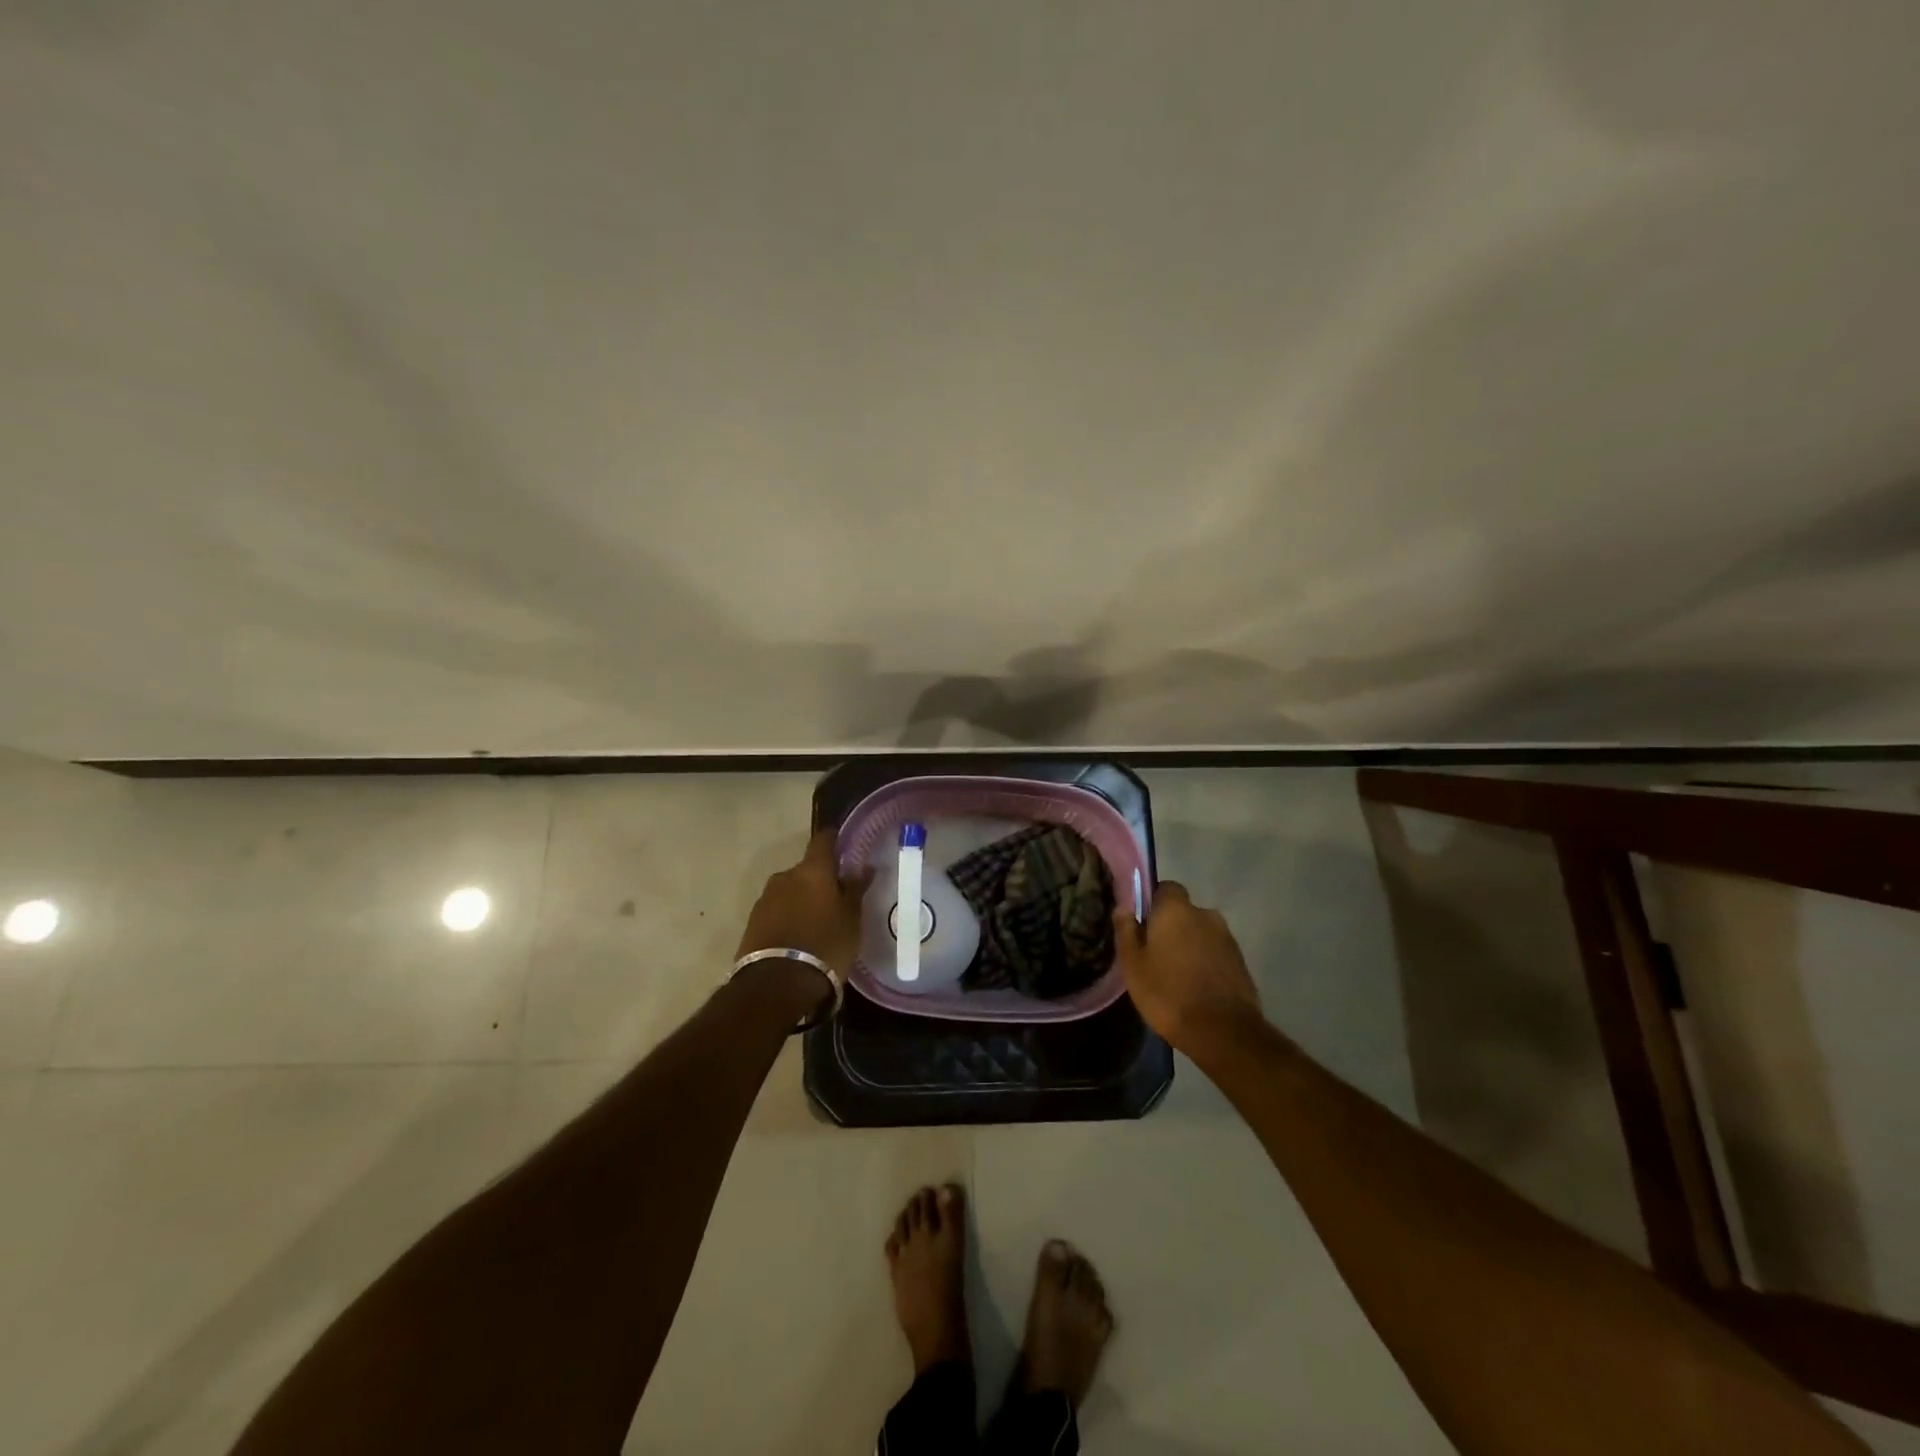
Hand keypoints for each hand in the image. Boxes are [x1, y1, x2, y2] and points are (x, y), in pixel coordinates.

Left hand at [737, 830, 874, 980]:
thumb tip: (864, 867)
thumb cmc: (825, 945)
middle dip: (819, 879)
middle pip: (806, 869)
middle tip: (835, 898)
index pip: (823, 840)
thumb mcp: (851, 919)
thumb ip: (855, 889)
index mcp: (812, 870)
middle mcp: (785, 876)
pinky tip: (798, 936)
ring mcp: (765, 899)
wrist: (777, 985)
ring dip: (802, 899)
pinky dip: (788, 916)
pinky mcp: (752, 922)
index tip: (844, 846)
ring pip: (790, 890)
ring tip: (816, 922)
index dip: (834, 840)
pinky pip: (777, 910)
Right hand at [1113, 881, 1261, 1052]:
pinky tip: (1195, 986)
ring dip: (1190, 945)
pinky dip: (1205, 962)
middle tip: (1155, 953)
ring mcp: (1227, 938)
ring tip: (1176, 974)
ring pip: (1200, 933)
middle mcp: (1205, 914)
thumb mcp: (1133, 965)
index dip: (1153, 902)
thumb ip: (1127, 931)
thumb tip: (1123, 908)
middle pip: (1184, 912)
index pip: (1166, 888)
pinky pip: (1215, 952)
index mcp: (1176, 910)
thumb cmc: (1168, 993)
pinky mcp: (1241, 961)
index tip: (1142, 924)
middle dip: (1171, 927)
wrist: (1223, 1031)